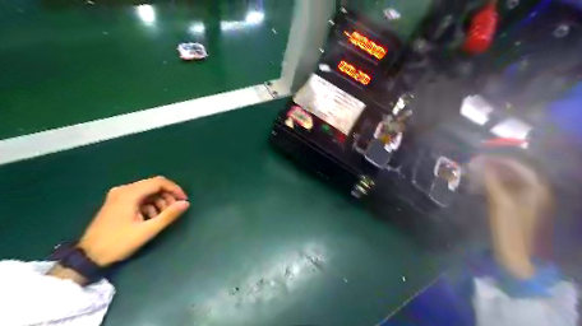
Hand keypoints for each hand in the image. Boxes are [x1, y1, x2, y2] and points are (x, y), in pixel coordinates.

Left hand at [77, 177, 188, 266]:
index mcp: (129, 193)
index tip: (184, 200)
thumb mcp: (147, 231)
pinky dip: (149, 205)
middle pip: (153, 186)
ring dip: (159, 202)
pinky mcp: (116, 203)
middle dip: (167, 197)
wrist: (88, 257)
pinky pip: (139, 198)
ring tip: (164, 217)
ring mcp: (118, 196)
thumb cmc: (118, 243)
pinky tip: (151, 218)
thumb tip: (185, 203)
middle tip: (175, 210)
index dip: (174, 189)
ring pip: (147, 192)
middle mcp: (123, 190)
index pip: (159, 182)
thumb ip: (168, 215)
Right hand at [477, 157, 550, 278]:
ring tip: (477, 168)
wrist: (515, 251)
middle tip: (478, 160)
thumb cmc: (510, 227)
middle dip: (496, 164)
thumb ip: (492, 181)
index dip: (501, 158)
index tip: (483, 154)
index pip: (519, 166)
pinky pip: (505, 187)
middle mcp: (534, 190)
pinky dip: (494, 182)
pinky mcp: (516, 204)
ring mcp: (525, 198)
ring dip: (494, 172)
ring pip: (509, 178)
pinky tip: (481, 181)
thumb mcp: (500, 202)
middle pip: (515, 171)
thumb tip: (481, 164)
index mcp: (536, 189)